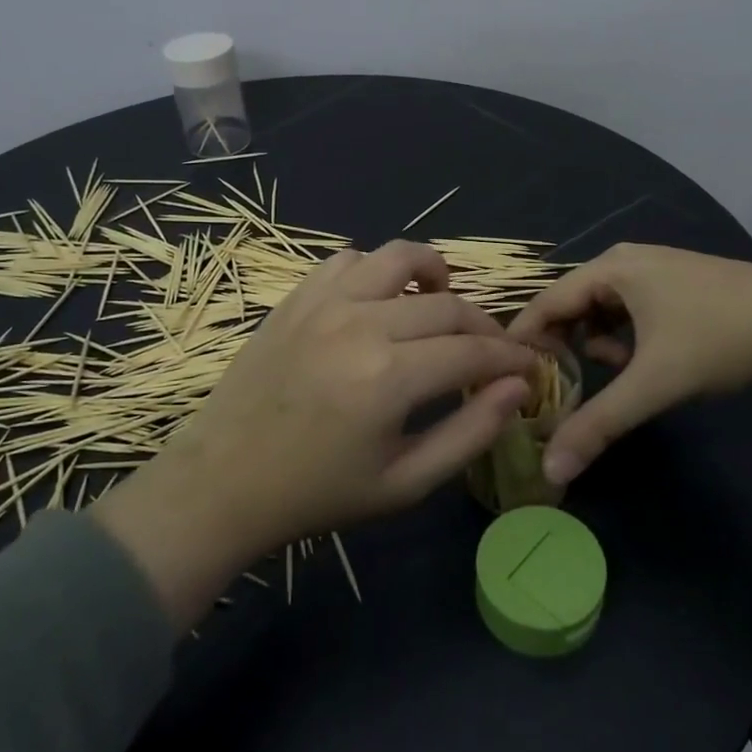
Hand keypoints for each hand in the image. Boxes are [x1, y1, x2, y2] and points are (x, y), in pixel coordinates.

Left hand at [91, 241, 533, 627]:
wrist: (224, 482)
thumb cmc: (319, 493)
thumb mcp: (406, 483)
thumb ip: (471, 432)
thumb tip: (518, 389)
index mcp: (390, 376)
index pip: (474, 350)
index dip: (511, 358)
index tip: (527, 368)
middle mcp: (361, 323)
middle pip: (447, 305)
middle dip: (484, 328)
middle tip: (492, 353)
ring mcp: (323, 302)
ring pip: (399, 258)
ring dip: (434, 275)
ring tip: (443, 302)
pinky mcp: (296, 298)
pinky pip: (348, 260)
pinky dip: (376, 271)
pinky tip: (380, 300)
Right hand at [508, 243, 751, 484]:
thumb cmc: (718, 340)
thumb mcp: (653, 384)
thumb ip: (599, 424)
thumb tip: (551, 468)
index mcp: (610, 269)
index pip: (546, 302)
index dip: (523, 340)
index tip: (508, 377)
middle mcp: (624, 260)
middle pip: (573, 305)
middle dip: (566, 347)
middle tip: (562, 386)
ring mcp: (653, 268)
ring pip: (602, 310)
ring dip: (600, 345)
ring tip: (620, 373)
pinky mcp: (675, 283)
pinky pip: (629, 310)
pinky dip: (626, 337)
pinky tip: (647, 360)